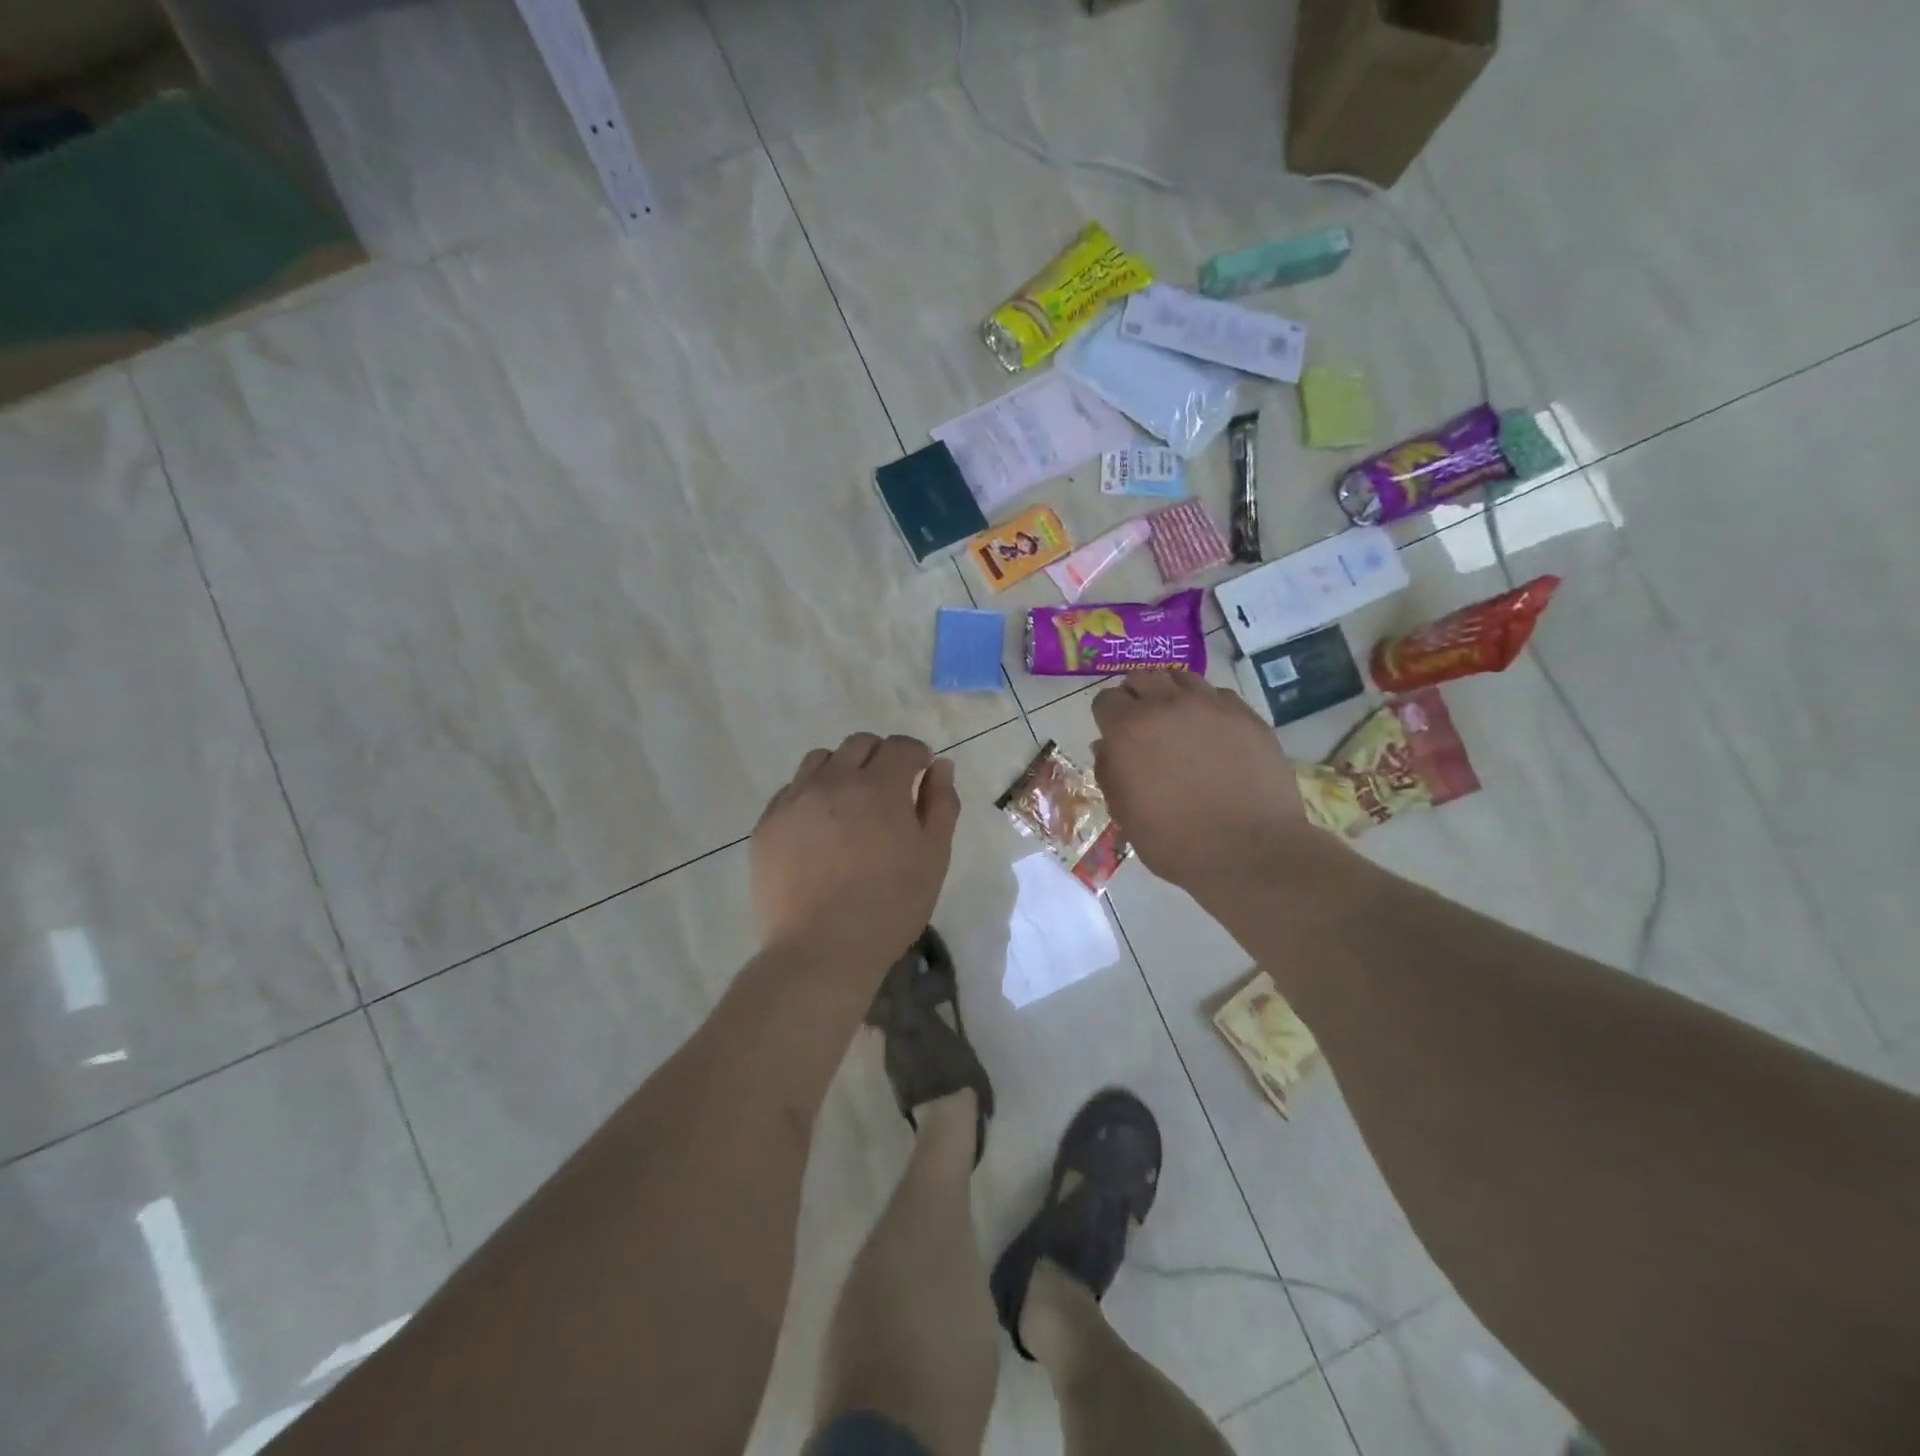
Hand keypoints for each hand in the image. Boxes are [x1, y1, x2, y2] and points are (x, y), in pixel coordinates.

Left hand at [751, 733, 961, 971]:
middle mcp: (833, 781)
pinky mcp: (767, 825)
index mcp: (879, 787)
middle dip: (880, 757)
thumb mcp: (933, 857)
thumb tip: (939, 765)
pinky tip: (818, 829)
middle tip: (888, 791)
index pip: (902, 746)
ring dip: (842, 769)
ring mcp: (794, 801)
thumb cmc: (890, 906)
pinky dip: (810, 795)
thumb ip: (940, 804)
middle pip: (859, 744)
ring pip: (820, 760)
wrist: (821, 950)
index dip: (916, 756)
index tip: (920, 776)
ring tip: (848, 805)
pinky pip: (790, 790)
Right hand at [1091, 671, 1313, 892]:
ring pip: (1182, 677)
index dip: (1108, 717)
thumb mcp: (1125, 814)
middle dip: (1137, 696)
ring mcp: (1210, 706)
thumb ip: (1110, 772)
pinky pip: (1218, 696)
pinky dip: (1209, 707)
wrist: (1248, 851)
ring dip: (1172, 694)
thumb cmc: (1175, 841)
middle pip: (1142, 677)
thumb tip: (1106, 747)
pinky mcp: (1246, 715)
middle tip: (1145, 724)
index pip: (1106, 700)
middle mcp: (1167, 705)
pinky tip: (1214, 733)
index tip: (1116, 735)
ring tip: (1179, 721)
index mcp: (1128, 730)